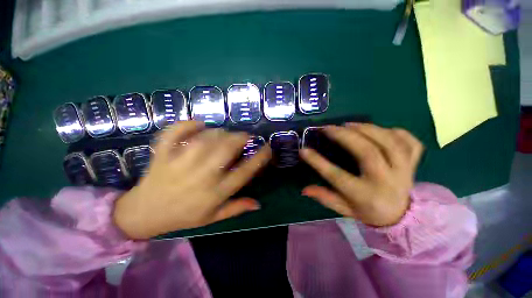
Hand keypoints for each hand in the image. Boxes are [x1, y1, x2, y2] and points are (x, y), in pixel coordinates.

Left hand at [113, 121, 271, 238]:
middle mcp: (200, 177)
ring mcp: (179, 164)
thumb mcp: (213, 218)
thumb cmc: (183, 216)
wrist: (143, 214)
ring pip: (204, 140)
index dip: (259, 158)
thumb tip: (258, 203)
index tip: (267, 147)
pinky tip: (198, 123)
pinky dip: (186, 125)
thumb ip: (236, 208)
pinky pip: (173, 134)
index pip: (244, 172)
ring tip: (225, 133)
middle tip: (245, 136)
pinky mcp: (162, 156)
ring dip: (218, 132)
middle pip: (225, 150)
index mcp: (215, 193)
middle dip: (240, 138)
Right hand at [299, 123, 423, 226]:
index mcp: (365, 195)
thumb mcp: (343, 209)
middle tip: (329, 128)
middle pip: (367, 152)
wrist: (401, 218)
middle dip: (345, 136)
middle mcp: (386, 181)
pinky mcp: (414, 164)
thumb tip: (304, 190)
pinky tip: (380, 130)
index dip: (318, 162)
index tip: (304, 150)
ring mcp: (404, 171)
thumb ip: (325, 198)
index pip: (337, 176)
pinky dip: (396, 132)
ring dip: (367, 129)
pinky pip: (410, 142)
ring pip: (390, 143)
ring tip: (349, 124)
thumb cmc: (368, 211)